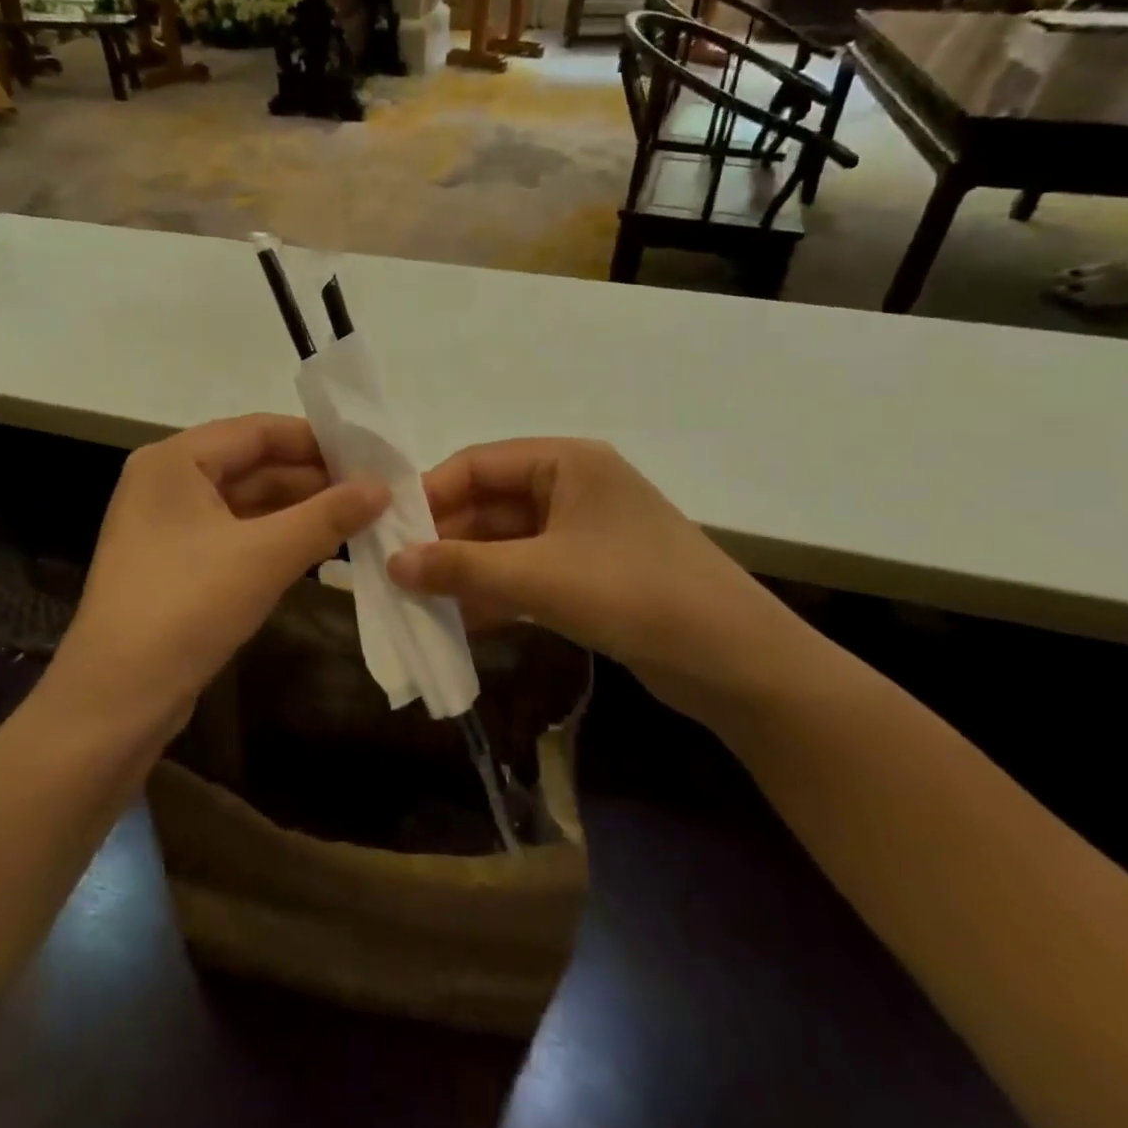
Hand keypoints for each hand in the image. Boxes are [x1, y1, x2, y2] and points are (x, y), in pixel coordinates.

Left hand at [51, 415, 387, 736]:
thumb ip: (327, 516)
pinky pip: (235, 535)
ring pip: (246, 503)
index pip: (257, 431)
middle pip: (251, 465)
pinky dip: (275, 538)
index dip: (316, 440)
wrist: (116, 701)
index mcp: (175, 461)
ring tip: (359, 518)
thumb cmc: (187, 607)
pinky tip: (319, 547)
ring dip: (298, 511)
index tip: (369, 454)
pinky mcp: (176, 565)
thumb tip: (382, 487)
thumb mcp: (264, 556)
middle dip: (311, 478)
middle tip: (373, 490)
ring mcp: (169, 526)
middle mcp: (167, 482)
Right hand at [387, 439, 805, 722]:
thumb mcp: (540, 578)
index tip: (388, 531)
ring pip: (504, 543)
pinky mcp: (589, 574)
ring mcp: (582, 533)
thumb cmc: (636, 594)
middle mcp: (572, 488)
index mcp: (566, 463)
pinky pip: (526, 573)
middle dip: (444, 539)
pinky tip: (458, 621)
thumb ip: (462, 567)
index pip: (478, 463)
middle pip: (489, 504)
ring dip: (465, 570)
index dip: (430, 494)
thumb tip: (392, 564)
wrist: (739, 664)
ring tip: (416, 600)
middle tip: (395, 573)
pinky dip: (494, 593)